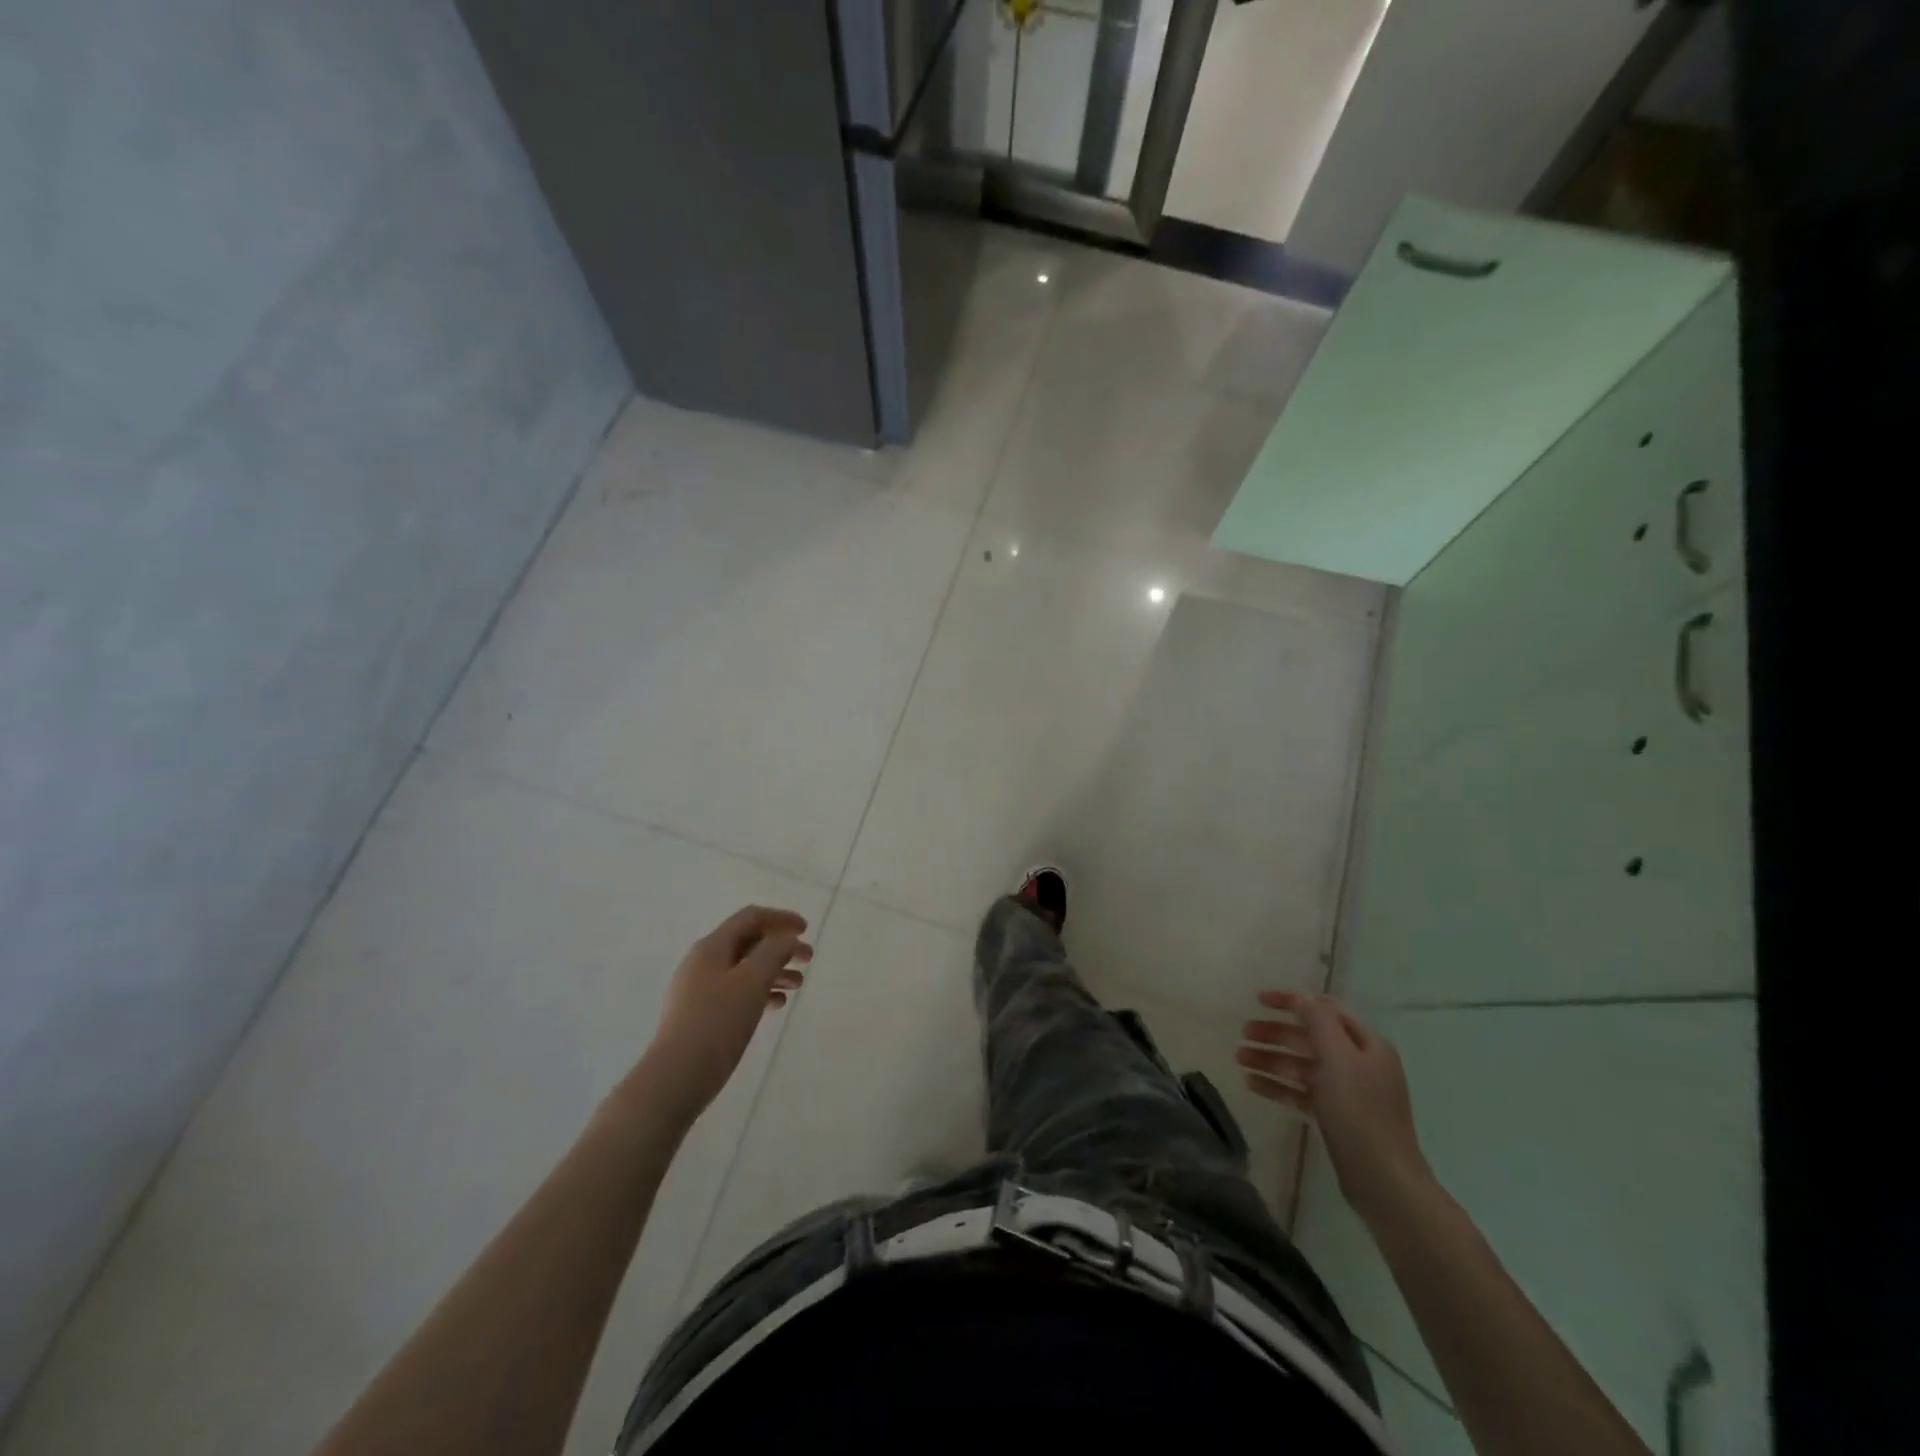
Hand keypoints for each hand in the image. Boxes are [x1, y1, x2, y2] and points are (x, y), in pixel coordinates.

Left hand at [637, 906, 812, 1122]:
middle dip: (781, 947)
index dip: (781, 919)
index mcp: (712, 947)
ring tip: (798, 985)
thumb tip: (786, 938)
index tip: (806, 930)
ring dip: (774, 971)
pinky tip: (776, 1005)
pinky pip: (736, 992)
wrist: (676, 1077)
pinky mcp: (700, 1015)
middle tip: (808, 960)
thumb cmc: (718, 1023)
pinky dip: (760, 992)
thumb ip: (774, 951)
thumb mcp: (752, 980)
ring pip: (744, 969)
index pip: (750, 918)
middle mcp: (703, 962)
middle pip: (748, 942)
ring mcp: (699, 989)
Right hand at [1239, 990, 1432, 1225]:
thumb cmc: (1360, 1111)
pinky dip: (1277, 1086)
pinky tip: (1251, 1084)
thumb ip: (1318, 1022)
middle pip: (1309, 1038)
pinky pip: (1300, 1092)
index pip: (1324, 1009)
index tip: (1258, 1000)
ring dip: (1270, 1059)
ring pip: (1301, 1065)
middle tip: (1243, 1034)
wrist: (1382, 1180)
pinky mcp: (1334, 1116)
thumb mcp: (1338, 1058)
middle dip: (1275, 1033)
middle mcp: (1357, 1063)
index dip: (1291, 1001)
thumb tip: (1301, 997)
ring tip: (1239, 1059)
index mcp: (1366, 1044)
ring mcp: (1346, 1091)